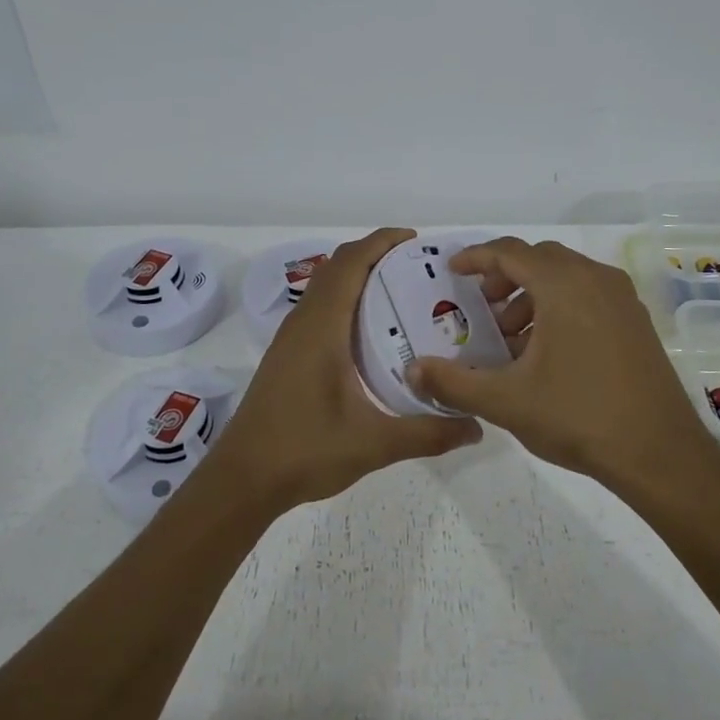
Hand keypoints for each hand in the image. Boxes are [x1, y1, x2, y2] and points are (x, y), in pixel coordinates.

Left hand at [208, 228, 481, 509]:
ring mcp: (291, 339)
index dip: (381, 242)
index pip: (350, 264)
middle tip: (418, 267)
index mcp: (322, 328)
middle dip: (375, 256)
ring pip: (325, 288)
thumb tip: (476, 427)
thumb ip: (428, 433)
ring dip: (358, 277)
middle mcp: (303, 323)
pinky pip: (319, 310)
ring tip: (401, 292)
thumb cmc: (304, 451)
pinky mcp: (287, 356)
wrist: (243, 479)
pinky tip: (371, 333)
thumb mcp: (375, 444)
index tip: (416, 240)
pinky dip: (345, 301)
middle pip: (337, 267)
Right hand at [405, 237, 719, 487]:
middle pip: (540, 259)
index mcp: (563, 286)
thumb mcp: (505, 401)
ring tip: (512, 339)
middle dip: (505, 277)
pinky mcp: (636, 322)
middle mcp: (596, 279)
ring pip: (566, 277)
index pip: (511, 252)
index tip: (452, 271)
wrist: (658, 453)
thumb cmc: (577, 416)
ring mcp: (622, 300)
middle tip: (482, 308)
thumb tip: (413, 370)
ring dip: (533, 295)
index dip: (476, 257)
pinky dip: (560, 307)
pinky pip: (589, 295)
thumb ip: (453, 381)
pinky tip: (548, 352)